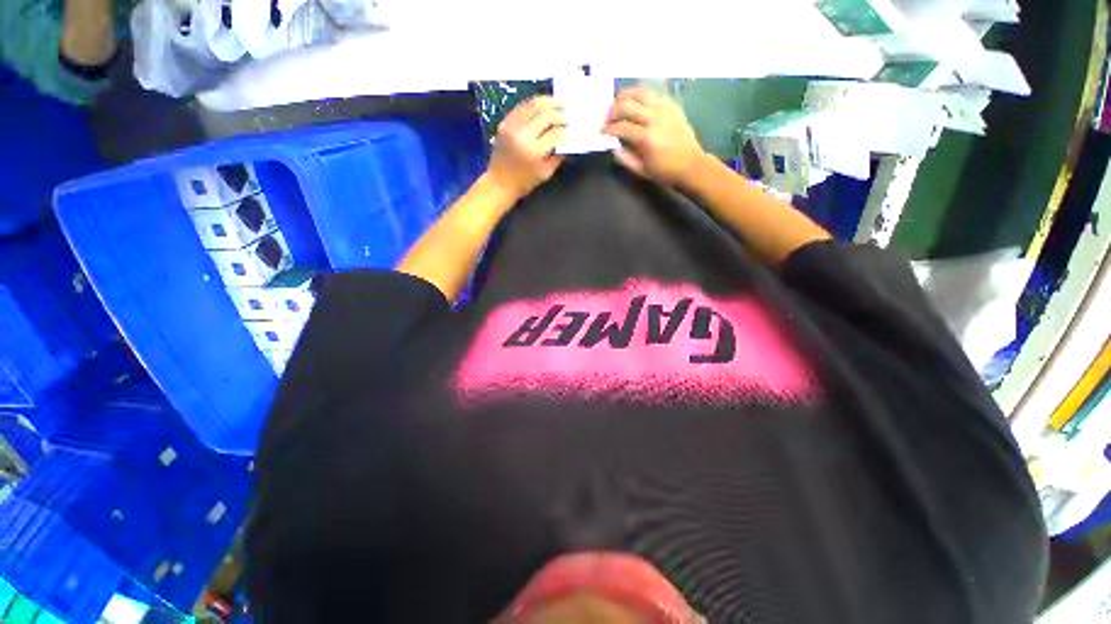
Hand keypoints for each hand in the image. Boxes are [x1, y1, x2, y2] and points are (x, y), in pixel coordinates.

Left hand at [486, 96, 566, 199]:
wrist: (499, 183)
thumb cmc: (524, 182)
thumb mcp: (545, 173)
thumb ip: (558, 157)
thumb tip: (567, 140)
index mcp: (534, 151)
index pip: (555, 132)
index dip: (566, 128)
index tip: (572, 127)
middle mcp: (523, 135)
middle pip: (546, 115)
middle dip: (559, 113)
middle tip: (567, 113)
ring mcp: (512, 127)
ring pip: (533, 105)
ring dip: (548, 102)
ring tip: (557, 104)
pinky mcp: (505, 123)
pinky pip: (521, 107)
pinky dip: (533, 103)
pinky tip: (542, 105)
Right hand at [603, 86, 706, 186]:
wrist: (691, 165)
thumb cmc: (664, 172)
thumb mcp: (641, 170)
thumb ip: (625, 158)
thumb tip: (613, 147)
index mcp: (646, 137)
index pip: (620, 127)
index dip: (608, 128)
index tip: (602, 132)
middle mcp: (654, 118)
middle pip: (627, 104)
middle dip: (613, 110)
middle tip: (608, 118)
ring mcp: (664, 109)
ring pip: (640, 92)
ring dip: (625, 96)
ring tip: (618, 104)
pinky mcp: (671, 105)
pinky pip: (652, 94)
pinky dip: (640, 96)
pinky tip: (635, 103)